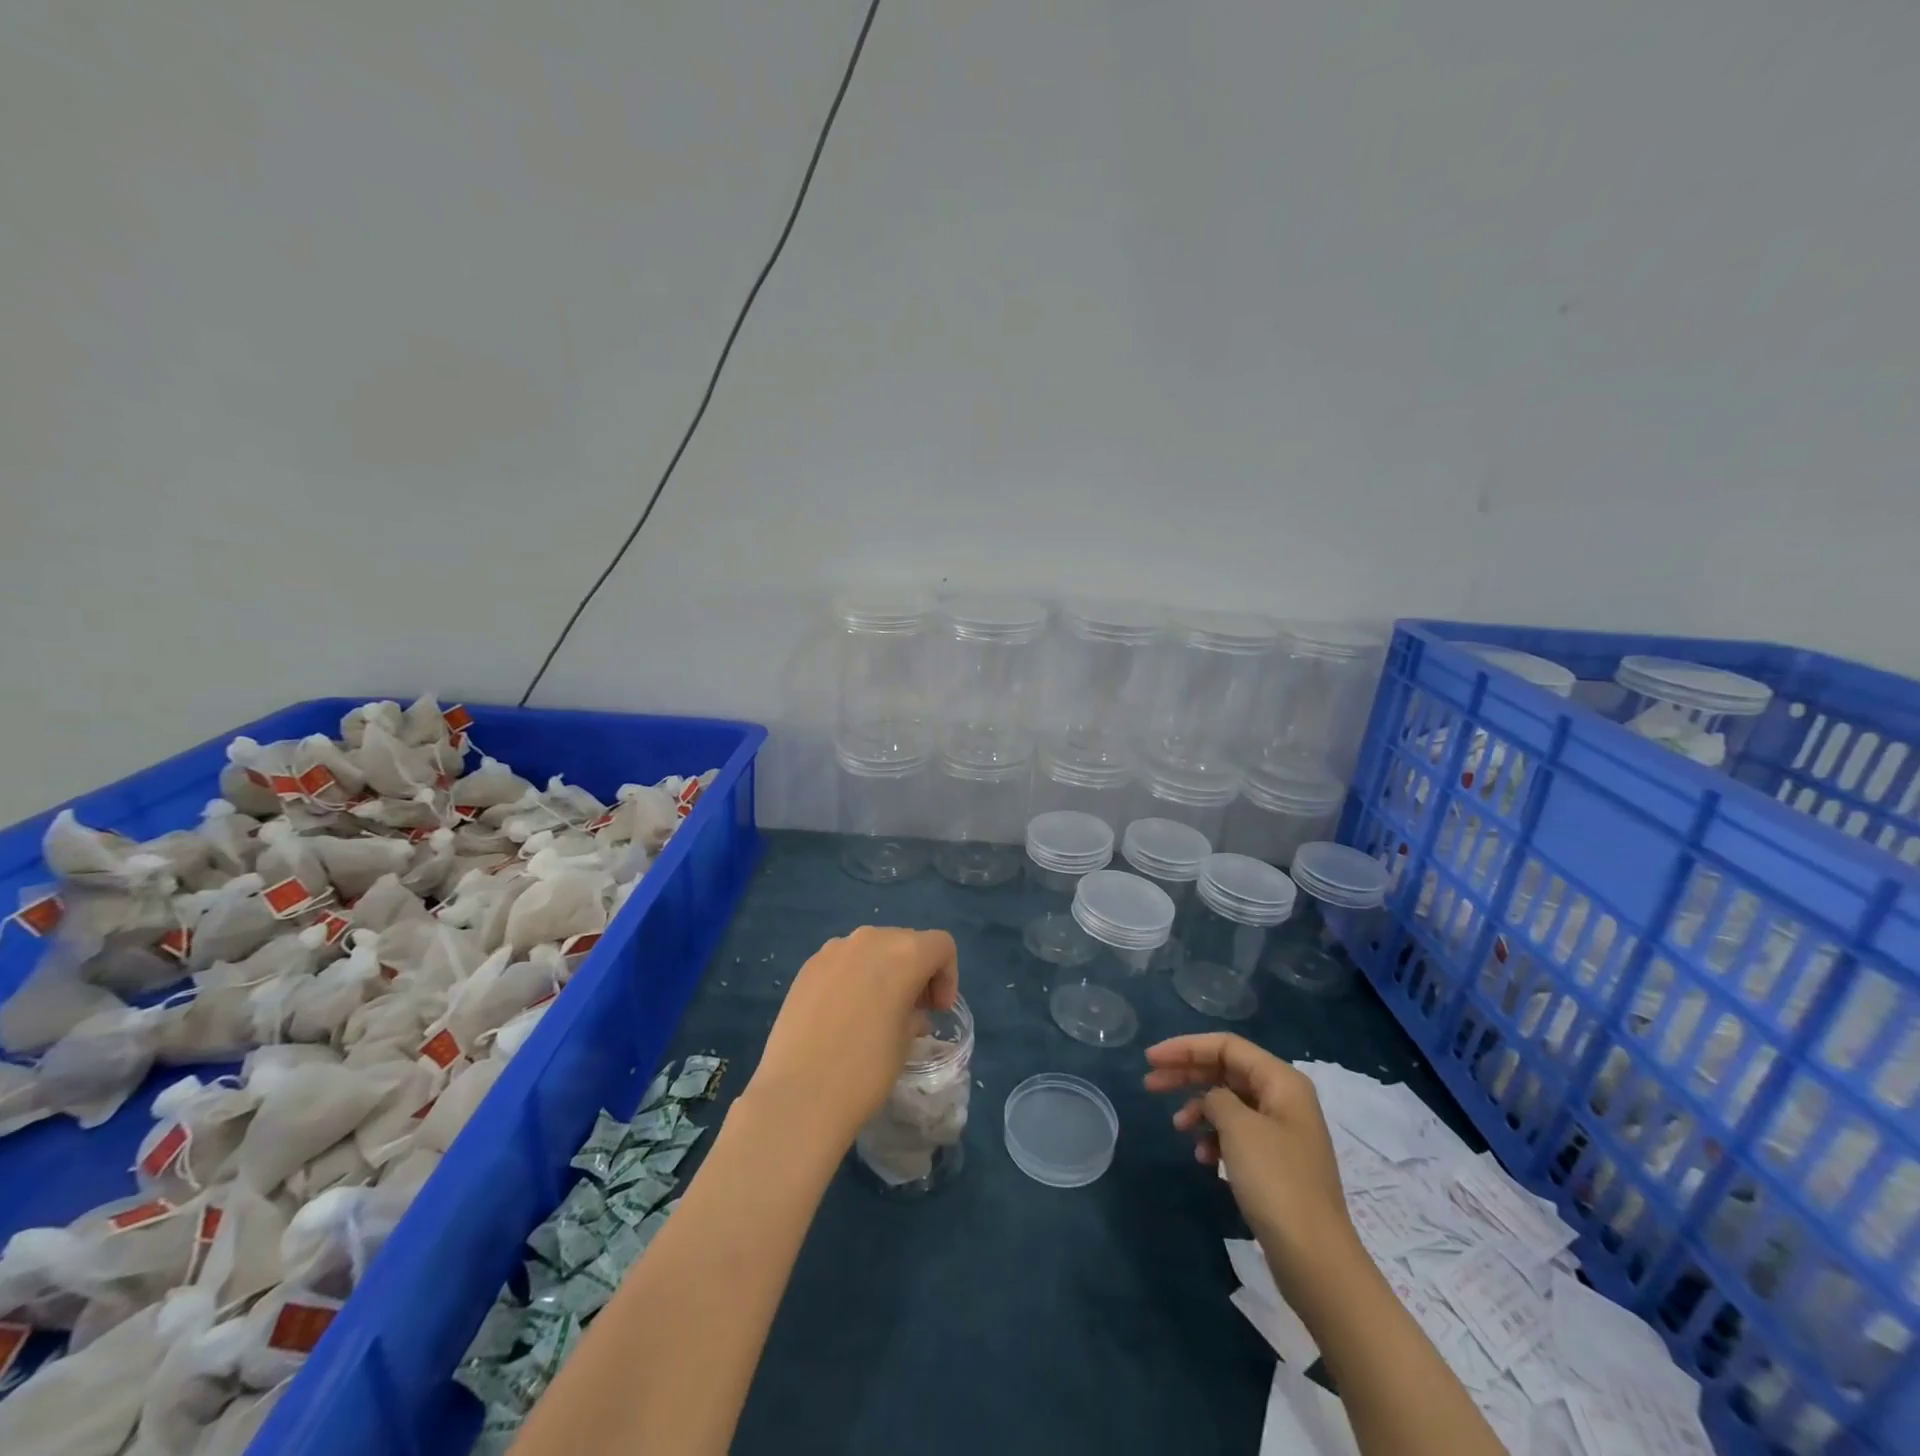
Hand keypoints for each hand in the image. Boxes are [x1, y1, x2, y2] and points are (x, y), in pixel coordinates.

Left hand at [747, 927, 958, 1144]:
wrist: (798, 1095)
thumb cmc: (865, 1070)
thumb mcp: (905, 1042)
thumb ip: (914, 1014)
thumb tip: (908, 1012)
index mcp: (904, 953)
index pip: (941, 946)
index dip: (948, 976)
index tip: (937, 1010)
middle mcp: (869, 939)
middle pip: (906, 941)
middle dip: (917, 971)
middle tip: (913, 1011)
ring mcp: (833, 950)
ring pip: (872, 948)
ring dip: (884, 971)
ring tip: (876, 1012)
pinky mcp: (807, 966)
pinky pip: (843, 961)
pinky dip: (854, 977)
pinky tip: (843, 1014)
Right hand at [1144, 1033, 1361, 1294]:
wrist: (1315, 1259)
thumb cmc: (1276, 1181)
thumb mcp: (1238, 1128)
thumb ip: (1216, 1098)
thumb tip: (1212, 1100)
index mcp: (1281, 1081)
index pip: (1226, 1046)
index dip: (1185, 1047)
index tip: (1150, 1058)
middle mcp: (1284, 1099)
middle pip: (1226, 1071)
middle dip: (1187, 1075)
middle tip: (1150, 1084)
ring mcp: (1282, 1132)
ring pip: (1229, 1103)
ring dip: (1199, 1109)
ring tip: (1178, 1127)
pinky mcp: (1276, 1163)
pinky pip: (1237, 1134)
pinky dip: (1215, 1138)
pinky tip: (1204, 1158)